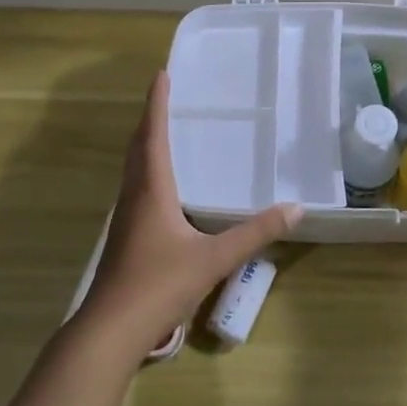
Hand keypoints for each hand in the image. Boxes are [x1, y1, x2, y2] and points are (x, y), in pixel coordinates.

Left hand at [76, 72, 299, 359]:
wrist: (111, 330)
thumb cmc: (159, 285)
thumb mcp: (213, 258)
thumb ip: (255, 234)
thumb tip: (296, 209)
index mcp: (151, 190)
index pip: (153, 135)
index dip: (157, 104)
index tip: (160, 75)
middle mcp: (134, 197)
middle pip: (138, 148)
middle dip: (150, 120)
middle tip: (163, 98)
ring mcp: (125, 219)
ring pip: (133, 170)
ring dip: (145, 146)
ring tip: (162, 134)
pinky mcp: (124, 239)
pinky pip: (135, 190)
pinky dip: (147, 173)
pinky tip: (161, 190)